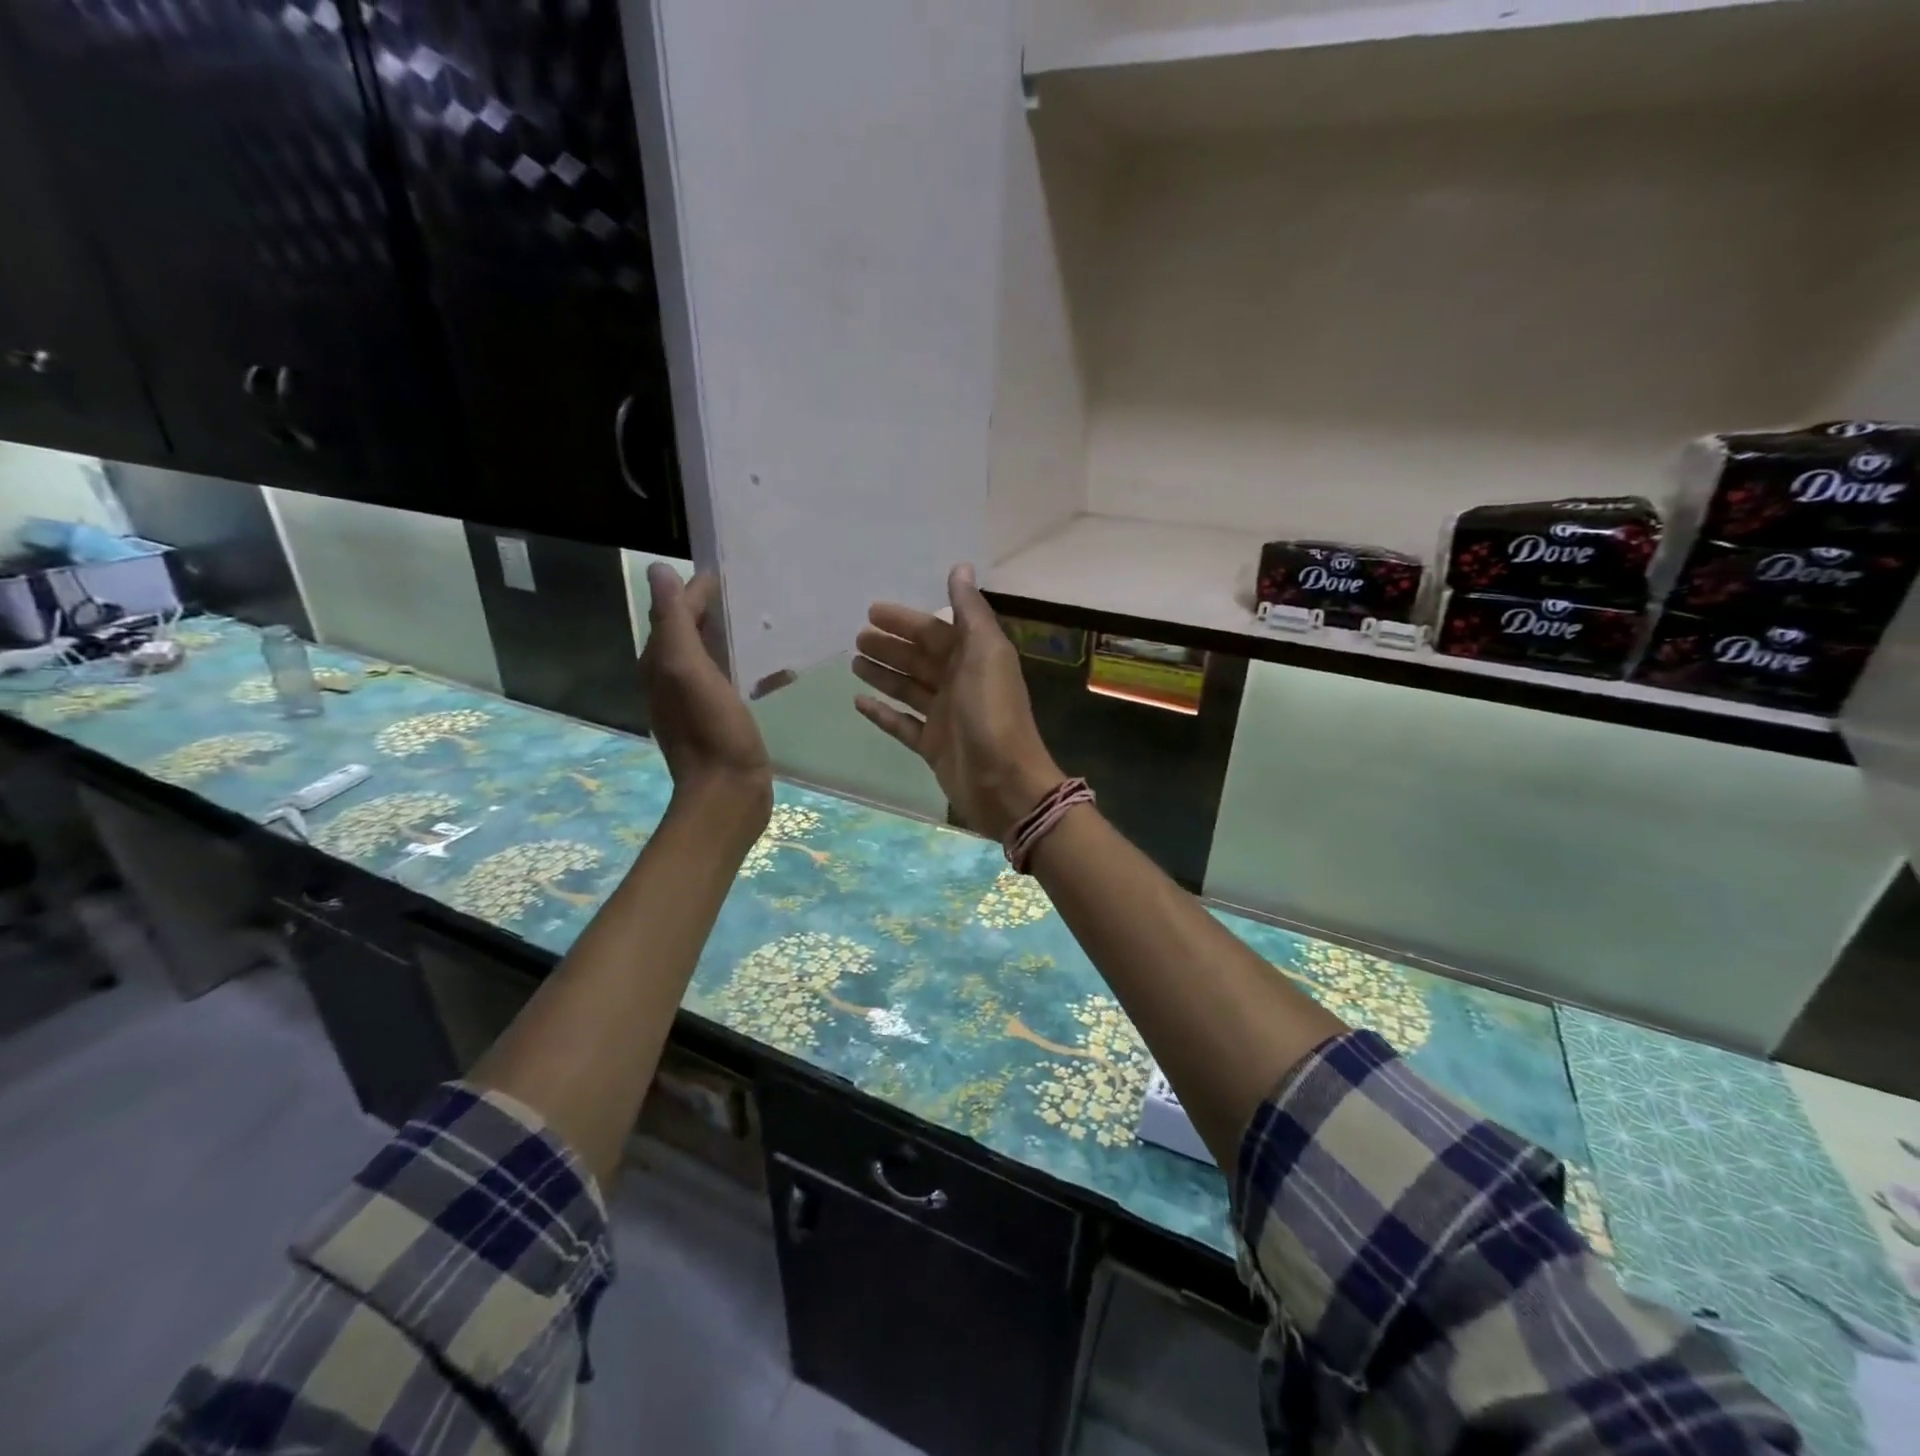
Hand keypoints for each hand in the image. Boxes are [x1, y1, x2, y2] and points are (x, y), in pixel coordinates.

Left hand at [640, 565, 772, 839]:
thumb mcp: (687, 668)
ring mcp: (699, 701)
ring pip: (714, 655)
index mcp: (661, 663)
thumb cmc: (710, 730)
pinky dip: (751, 668)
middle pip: (693, 631)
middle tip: (756, 592)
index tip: (733, 572)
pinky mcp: (723, 718)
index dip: (698, 590)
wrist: (727, 793)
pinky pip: (734, 680)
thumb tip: (659, 570)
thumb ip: (674, 620)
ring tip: (769, 624)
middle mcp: (673, 678)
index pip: (675, 612)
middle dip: (717, 609)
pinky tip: (779, 670)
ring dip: (735, 637)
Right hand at [853, 564, 1062, 839]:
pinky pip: (902, 724)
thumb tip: (961, 567)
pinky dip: (883, 713)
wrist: (1004, 781)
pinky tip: (858, 702)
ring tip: (853, 663)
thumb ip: (970, 611)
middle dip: (890, 647)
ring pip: (908, 688)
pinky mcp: (933, 746)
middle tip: (856, 638)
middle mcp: (960, 683)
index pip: (935, 632)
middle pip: (919, 659)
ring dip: (883, 674)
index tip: (872, 611)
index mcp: (974, 658)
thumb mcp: (985, 653)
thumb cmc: (992, 712)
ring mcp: (945, 717)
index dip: (905, 621)